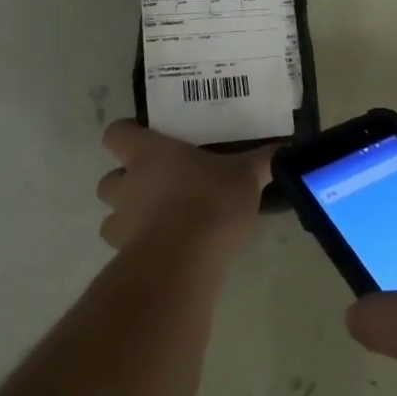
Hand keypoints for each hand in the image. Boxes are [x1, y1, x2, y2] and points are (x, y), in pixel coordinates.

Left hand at [95, 120, 273, 258]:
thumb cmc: (209, 201)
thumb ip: (263, 160)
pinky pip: (125, 250)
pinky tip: (168, 251)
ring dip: (129, 217)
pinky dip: (140, 249)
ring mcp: (121, 224)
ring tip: (161, 221)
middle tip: (158, 185)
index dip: (127, 134)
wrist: (183, 262)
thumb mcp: (245, 175)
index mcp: (148, 153)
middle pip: (108, 179)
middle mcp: (127, 184)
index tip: (146, 138)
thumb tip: (288, 148)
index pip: (116, 133)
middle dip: (126, 182)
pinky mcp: (124, 258)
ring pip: (111, 217)